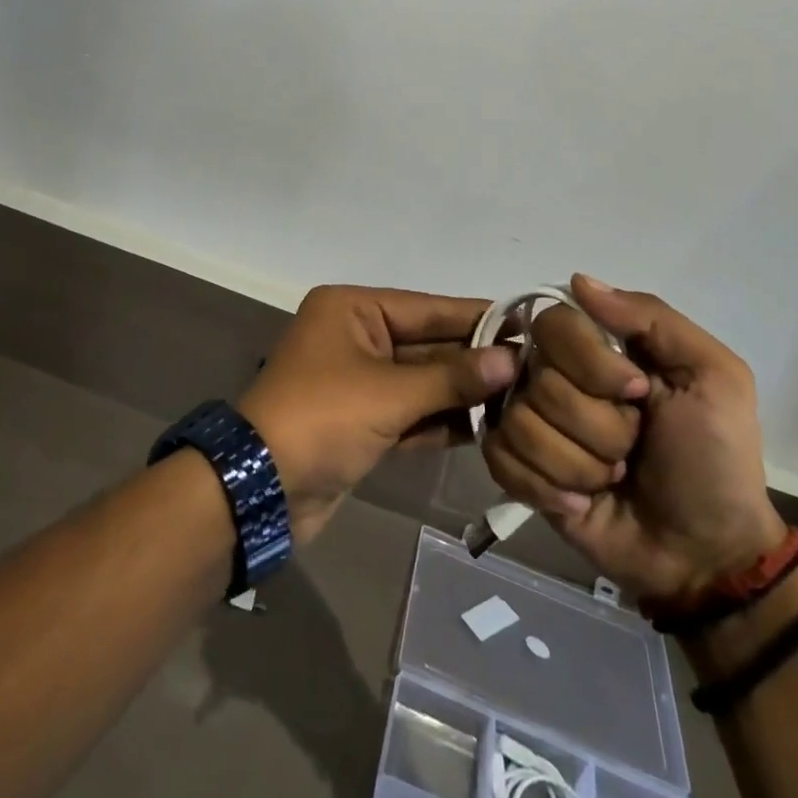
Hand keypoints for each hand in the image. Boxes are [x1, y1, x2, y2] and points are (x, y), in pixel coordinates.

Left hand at [239, 286, 516, 546]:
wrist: (262, 489)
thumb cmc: (323, 418)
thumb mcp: (390, 393)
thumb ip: (452, 377)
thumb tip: (510, 360)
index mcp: (353, 309)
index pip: (427, 308)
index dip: (477, 318)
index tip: (528, 324)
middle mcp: (356, 336)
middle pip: (427, 344)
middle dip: (474, 360)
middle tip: (535, 369)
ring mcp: (359, 381)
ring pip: (422, 381)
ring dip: (463, 393)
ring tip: (522, 399)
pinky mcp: (362, 422)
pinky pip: (411, 412)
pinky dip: (442, 420)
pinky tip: (488, 428)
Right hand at [482, 275, 786, 608]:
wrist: (707, 555)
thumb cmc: (714, 458)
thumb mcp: (713, 375)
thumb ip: (651, 317)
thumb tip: (578, 281)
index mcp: (598, 347)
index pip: (553, 323)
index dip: (590, 363)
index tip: (638, 393)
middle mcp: (555, 375)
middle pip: (538, 379)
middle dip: (597, 426)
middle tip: (633, 447)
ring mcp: (534, 423)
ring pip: (521, 423)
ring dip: (579, 464)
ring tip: (611, 478)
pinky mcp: (520, 471)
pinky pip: (501, 459)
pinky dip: (547, 487)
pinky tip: (581, 502)